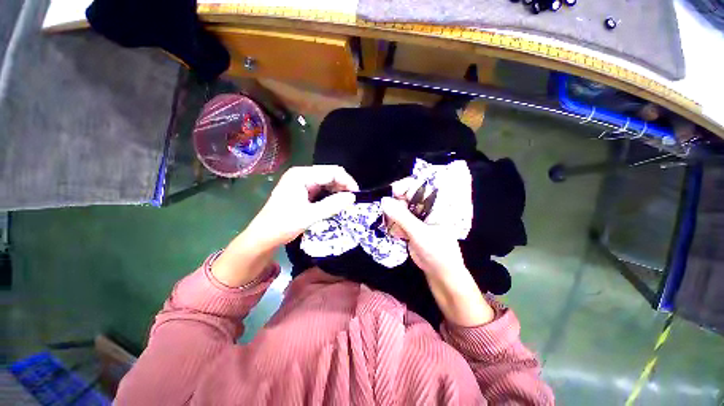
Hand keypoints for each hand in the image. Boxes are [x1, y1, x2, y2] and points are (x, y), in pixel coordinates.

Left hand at [211, 165, 357, 287]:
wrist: (263, 237)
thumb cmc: (283, 225)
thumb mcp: (309, 216)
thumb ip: (332, 205)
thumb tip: (353, 197)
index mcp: (301, 175)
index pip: (332, 172)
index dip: (347, 182)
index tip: (357, 196)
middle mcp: (302, 174)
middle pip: (330, 175)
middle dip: (343, 186)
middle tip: (352, 201)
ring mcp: (301, 182)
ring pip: (327, 182)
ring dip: (338, 191)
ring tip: (346, 203)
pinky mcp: (302, 191)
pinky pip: (321, 189)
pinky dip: (330, 196)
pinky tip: (336, 204)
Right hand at [381, 196, 493, 326]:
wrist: (441, 274)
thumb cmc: (438, 252)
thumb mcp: (420, 234)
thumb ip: (402, 217)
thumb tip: (384, 201)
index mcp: (433, 205)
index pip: (417, 187)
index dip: (403, 187)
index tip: (392, 194)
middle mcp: (424, 209)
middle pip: (403, 198)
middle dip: (395, 207)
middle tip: (392, 219)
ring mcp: (416, 218)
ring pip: (397, 210)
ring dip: (393, 219)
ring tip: (398, 232)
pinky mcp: (409, 227)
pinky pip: (396, 221)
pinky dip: (394, 228)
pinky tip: (399, 237)